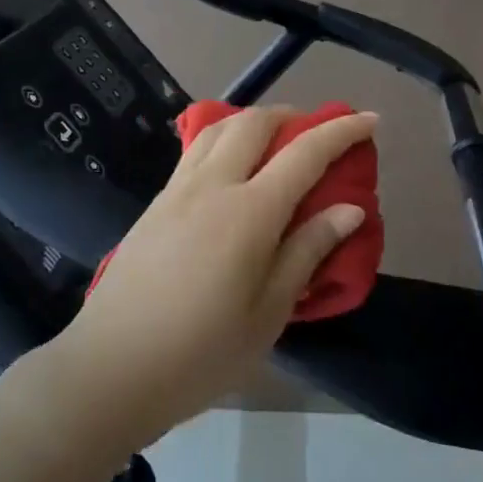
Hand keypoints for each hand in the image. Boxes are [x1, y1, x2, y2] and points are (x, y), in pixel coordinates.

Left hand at [41, 107, 377, 450]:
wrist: (113, 365)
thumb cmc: (201, 352)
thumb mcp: (269, 312)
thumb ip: (307, 251)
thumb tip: (350, 208)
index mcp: (249, 212)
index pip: (305, 153)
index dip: (341, 131)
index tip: (370, 119)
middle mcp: (213, 185)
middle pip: (256, 123)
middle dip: (294, 116)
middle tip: (318, 133)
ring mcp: (178, 188)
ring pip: (220, 127)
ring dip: (255, 119)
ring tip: (276, 140)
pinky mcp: (157, 201)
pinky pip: (196, 148)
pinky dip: (224, 137)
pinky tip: (232, 164)